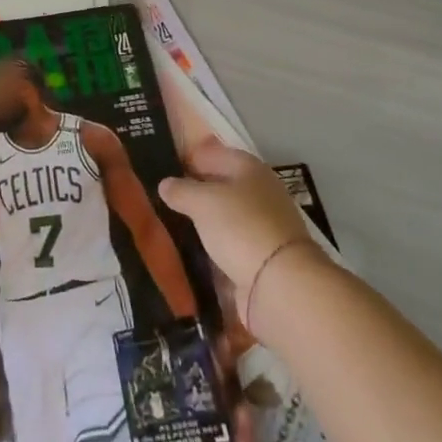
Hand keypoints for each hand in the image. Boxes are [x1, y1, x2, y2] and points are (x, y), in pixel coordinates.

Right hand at [157, 145, 311, 306]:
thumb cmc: (241, 227)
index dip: (187, 158)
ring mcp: (261, 228)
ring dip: (201, 223)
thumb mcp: (203, 201)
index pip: (213, 154)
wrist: (280, 286)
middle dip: (193, 193)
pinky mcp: (260, 259)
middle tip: (160, 198)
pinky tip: (188, 253)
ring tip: (169, 226)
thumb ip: (181, 190)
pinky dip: (211, 249)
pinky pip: (228, 246)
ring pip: (223, 218)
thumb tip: (166, 184)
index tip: (161, 168)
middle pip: (219, 187)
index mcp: (249, 168)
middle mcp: (259, 193)